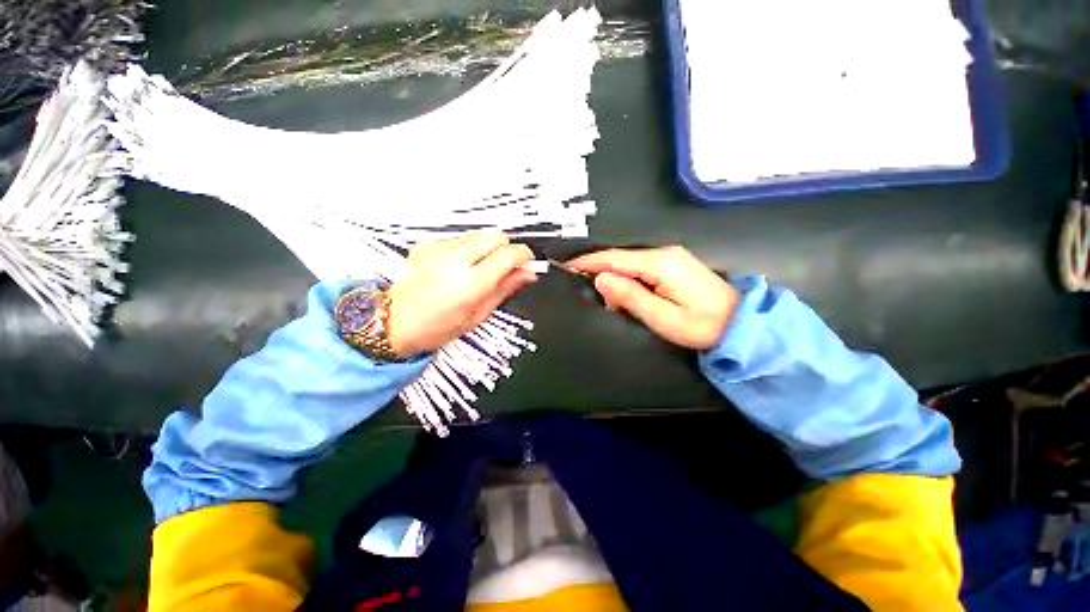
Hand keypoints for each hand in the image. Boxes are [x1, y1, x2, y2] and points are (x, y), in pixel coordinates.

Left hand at [387, 233, 537, 356]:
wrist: (394, 322)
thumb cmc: (437, 327)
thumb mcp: (478, 315)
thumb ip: (505, 289)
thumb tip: (528, 273)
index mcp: (469, 284)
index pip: (508, 254)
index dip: (524, 256)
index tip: (528, 263)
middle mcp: (454, 260)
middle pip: (495, 236)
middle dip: (506, 249)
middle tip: (505, 268)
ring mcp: (438, 249)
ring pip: (479, 236)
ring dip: (487, 249)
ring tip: (479, 271)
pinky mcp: (428, 244)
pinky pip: (460, 239)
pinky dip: (468, 250)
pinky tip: (460, 268)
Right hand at [567, 246, 738, 350]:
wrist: (741, 324)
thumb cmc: (701, 325)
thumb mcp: (661, 316)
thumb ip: (629, 296)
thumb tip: (601, 279)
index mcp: (660, 263)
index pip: (614, 258)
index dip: (589, 262)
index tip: (568, 267)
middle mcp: (664, 253)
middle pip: (620, 259)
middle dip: (603, 275)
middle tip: (597, 300)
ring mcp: (670, 257)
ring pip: (629, 264)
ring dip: (616, 281)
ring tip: (613, 304)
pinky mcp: (673, 264)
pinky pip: (641, 268)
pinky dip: (628, 281)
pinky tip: (628, 297)